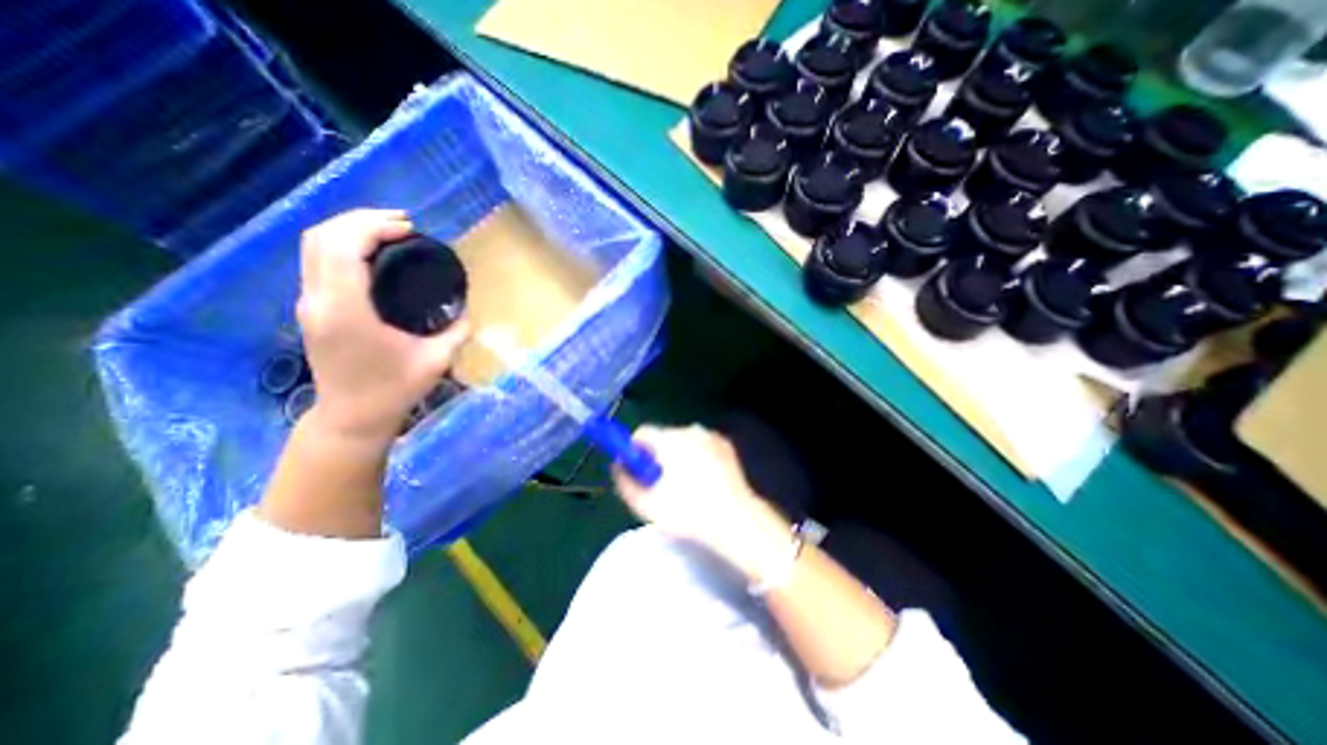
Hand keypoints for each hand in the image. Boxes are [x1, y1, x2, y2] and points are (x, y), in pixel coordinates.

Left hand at [301, 206, 471, 443]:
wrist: (352, 416)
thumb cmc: (394, 390)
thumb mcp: (436, 361)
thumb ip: (456, 331)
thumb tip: (467, 310)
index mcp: (346, 310)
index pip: (343, 247)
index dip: (374, 227)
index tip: (411, 230)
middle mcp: (318, 300)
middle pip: (322, 237)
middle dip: (361, 220)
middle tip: (404, 224)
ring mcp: (309, 303)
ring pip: (314, 245)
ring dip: (349, 229)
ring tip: (390, 231)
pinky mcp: (312, 309)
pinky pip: (318, 261)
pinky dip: (343, 245)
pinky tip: (373, 253)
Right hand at [615, 424, 789, 582]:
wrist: (736, 520)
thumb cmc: (689, 513)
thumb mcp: (647, 505)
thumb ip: (625, 482)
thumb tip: (617, 465)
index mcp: (671, 440)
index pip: (642, 432)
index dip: (634, 450)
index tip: (638, 469)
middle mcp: (691, 430)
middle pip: (663, 436)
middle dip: (656, 455)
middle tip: (661, 482)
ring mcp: (711, 436)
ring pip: (683, 440)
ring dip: (677, 455)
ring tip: (684, 484)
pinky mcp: (726, 445)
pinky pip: (701, 445)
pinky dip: (696, 456)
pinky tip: (703, 480)